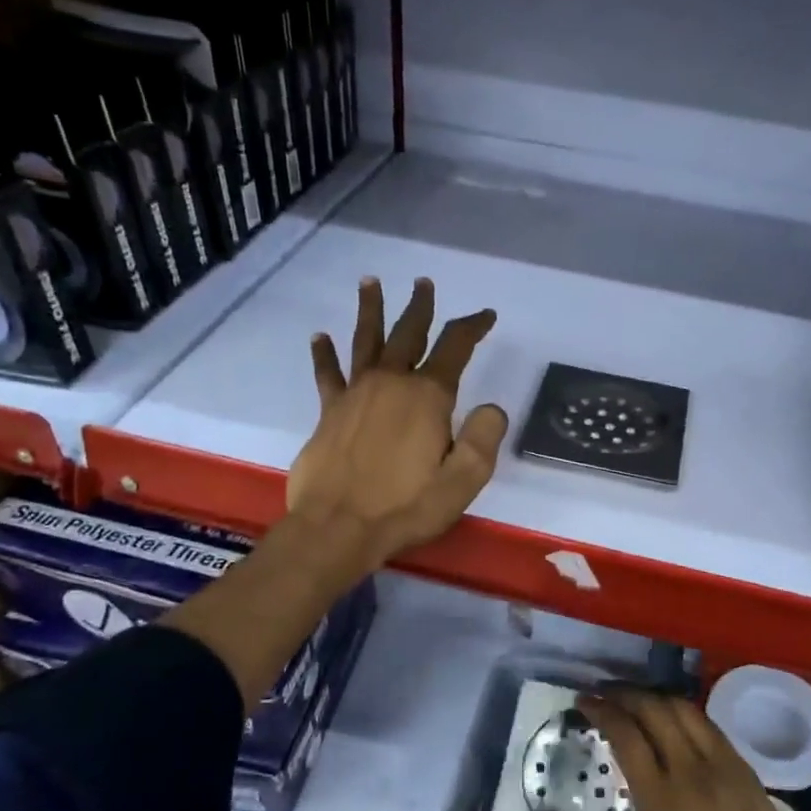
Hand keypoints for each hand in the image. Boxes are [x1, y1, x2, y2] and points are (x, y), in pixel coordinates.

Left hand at [287, 276, 506, 572]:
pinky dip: (324, 354)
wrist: (338, 527)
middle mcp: (391, 383)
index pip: (455, 347)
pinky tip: (319, 336)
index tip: (485, 315)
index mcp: (427, 396)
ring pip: (365, 341)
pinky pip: (328, 374)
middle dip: (420, 307)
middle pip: (408, 333)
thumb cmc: (406, 506)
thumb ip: (484, 439)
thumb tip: (491, 408)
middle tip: (423, 284)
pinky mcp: (330, 412)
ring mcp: (356, 394)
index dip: (472, 326)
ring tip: (370, 282)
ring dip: (370, 311)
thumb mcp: (463, 480)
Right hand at [574, 691, 810, 810]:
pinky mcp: (745, 768)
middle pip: (654, 710)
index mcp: (662, 799)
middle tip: (603, 693)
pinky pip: (708, 724)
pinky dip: (684, 711)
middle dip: (624, 694)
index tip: (583, 702)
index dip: (602, 712)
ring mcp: (722, 765)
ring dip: (654, 697)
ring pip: (684, 710)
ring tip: (636, 699)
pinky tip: (676, 720)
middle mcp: (690, 770)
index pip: (626, 736)